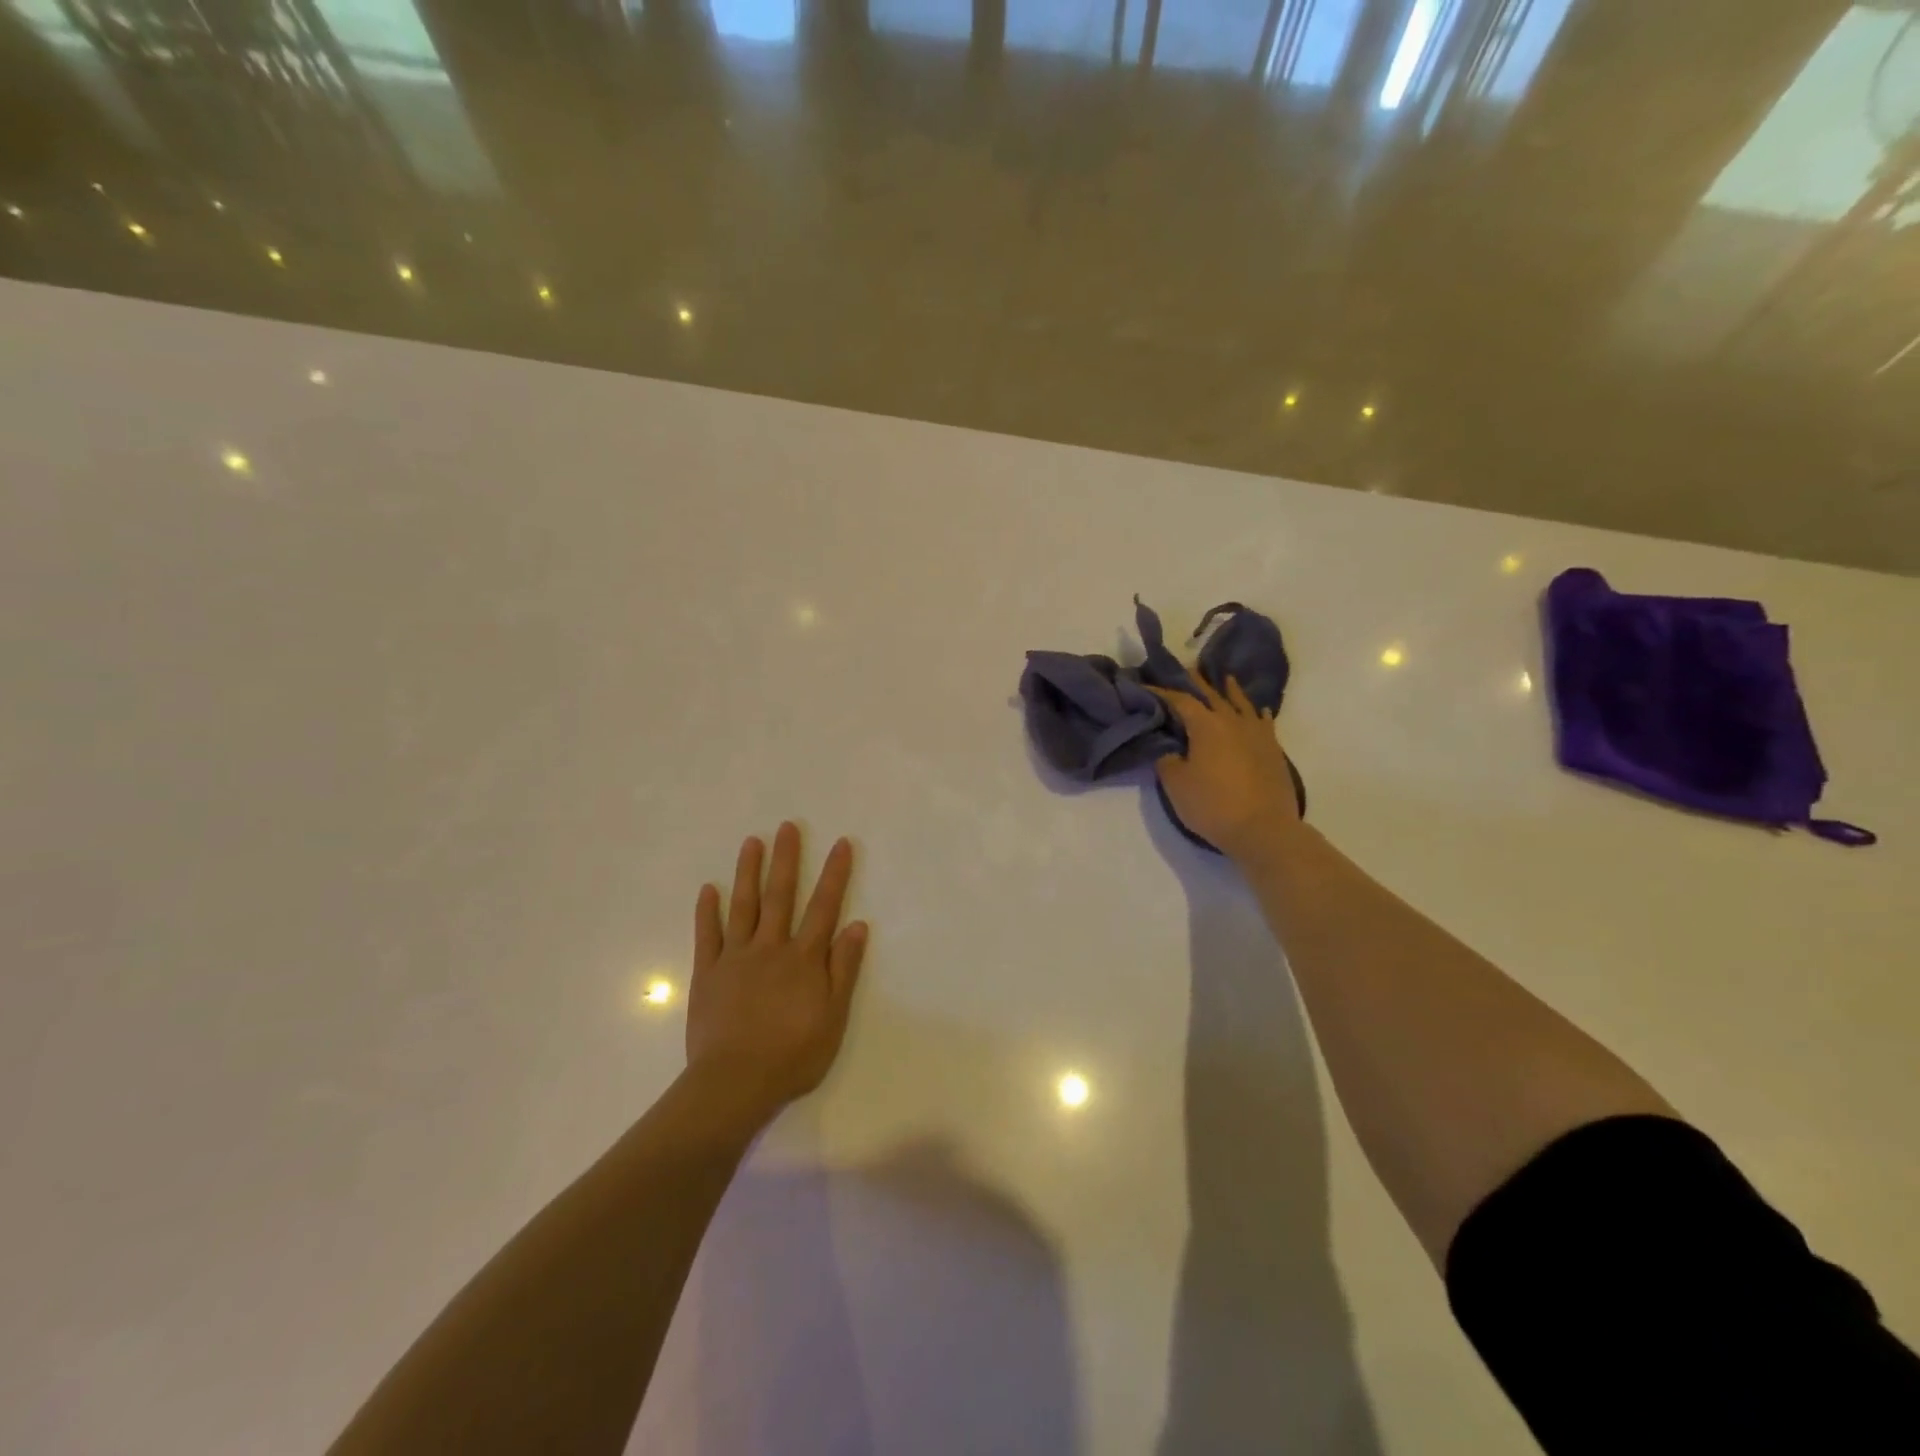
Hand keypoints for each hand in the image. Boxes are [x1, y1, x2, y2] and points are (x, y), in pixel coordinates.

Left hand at [686, 823, 868, 1124]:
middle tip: (787, 826)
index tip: (841, 843)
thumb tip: (857, 925)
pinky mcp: (708, 973)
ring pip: (743, 906)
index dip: (834, 874)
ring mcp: (735, 958)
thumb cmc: (792, 1054)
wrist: (735, 1083)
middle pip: (780, 895)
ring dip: (748, 872)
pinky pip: (708, 935)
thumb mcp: (833, 1017)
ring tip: (751, 842)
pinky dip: (708, 911)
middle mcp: (770, 947)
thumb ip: (844, 969)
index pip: (824, 907)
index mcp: (804, 958)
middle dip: (786, 859)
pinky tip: (708, 889)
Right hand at [1149, 676, 1301, 862]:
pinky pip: (1262, 722)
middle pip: (1213, 694)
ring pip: (1241, 704)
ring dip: (1230, 690)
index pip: (1180, 700)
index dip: (1162, 692)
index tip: (1146, 685)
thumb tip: (1171, 750)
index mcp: (1206, 725)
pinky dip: (1255, 713)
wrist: (1263, 829)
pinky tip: (1257, 711)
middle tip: (1185, 670)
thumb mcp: (1176, 784)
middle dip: (1197, 682)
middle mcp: (1233, 722)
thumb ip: (1168, 761)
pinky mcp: (1273, 750)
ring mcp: (1257, 734)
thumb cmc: (1213, 805)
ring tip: (1223, 679)